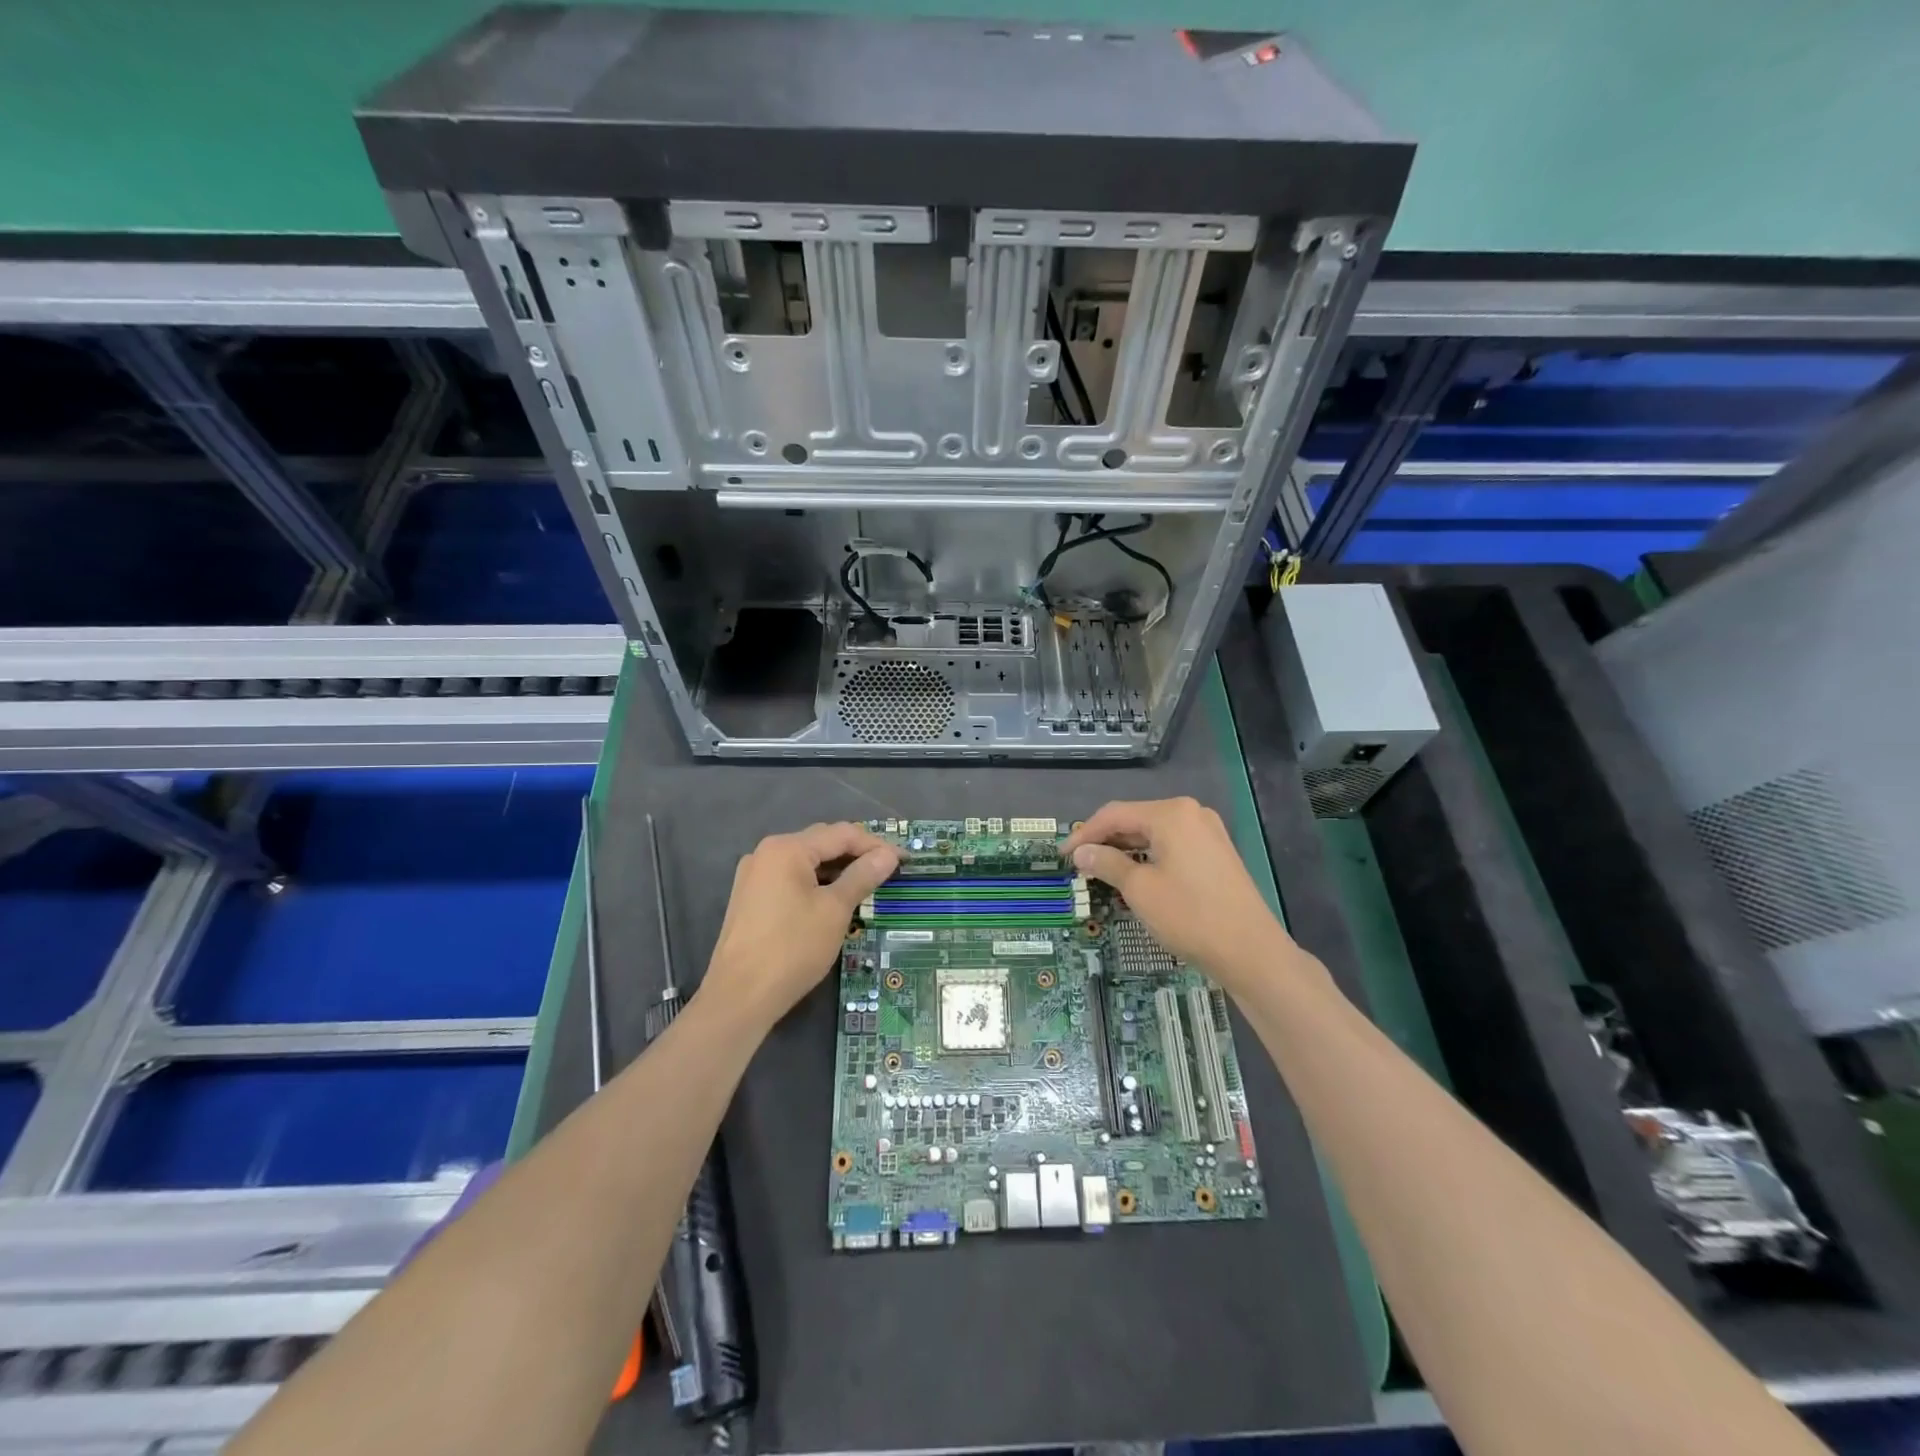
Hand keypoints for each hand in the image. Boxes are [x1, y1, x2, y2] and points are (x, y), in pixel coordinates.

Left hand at [703, 823, 898, 1026]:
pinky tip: (834, 900)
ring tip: (866, 885)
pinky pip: (791, 878)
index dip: (876, 845)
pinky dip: (816, 883)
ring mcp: (754, 875)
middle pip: (821, 842)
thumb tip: (888, 855)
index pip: (841, 834)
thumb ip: (862, 876)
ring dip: (837, 870)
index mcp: (787, 848)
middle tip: (888, 871)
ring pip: (806, 862)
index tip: (904, 860)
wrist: (739, 997)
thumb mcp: (835, 910)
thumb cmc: (792, 948)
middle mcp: (766, 853)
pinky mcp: (750, 898)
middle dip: (856, 854)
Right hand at [1065, 798, 1291, 987]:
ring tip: (1101, 870)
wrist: (1251, 951)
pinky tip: (1134, 873)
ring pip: (1154, 833)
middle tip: (1079, 863)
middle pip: (1135, 819)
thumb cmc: (1190, 916)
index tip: (1062, 855)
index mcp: (1171, 814)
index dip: (1084, 833)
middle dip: (1105, 840)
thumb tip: (1082, 852)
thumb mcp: (1139, 889)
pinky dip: (1148, 856)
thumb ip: (1106, 863)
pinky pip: (1172, 845)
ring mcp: (1208, 832)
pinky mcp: (1216, 852)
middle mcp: (1191, 813)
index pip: (1114, 814)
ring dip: (1125, 849)